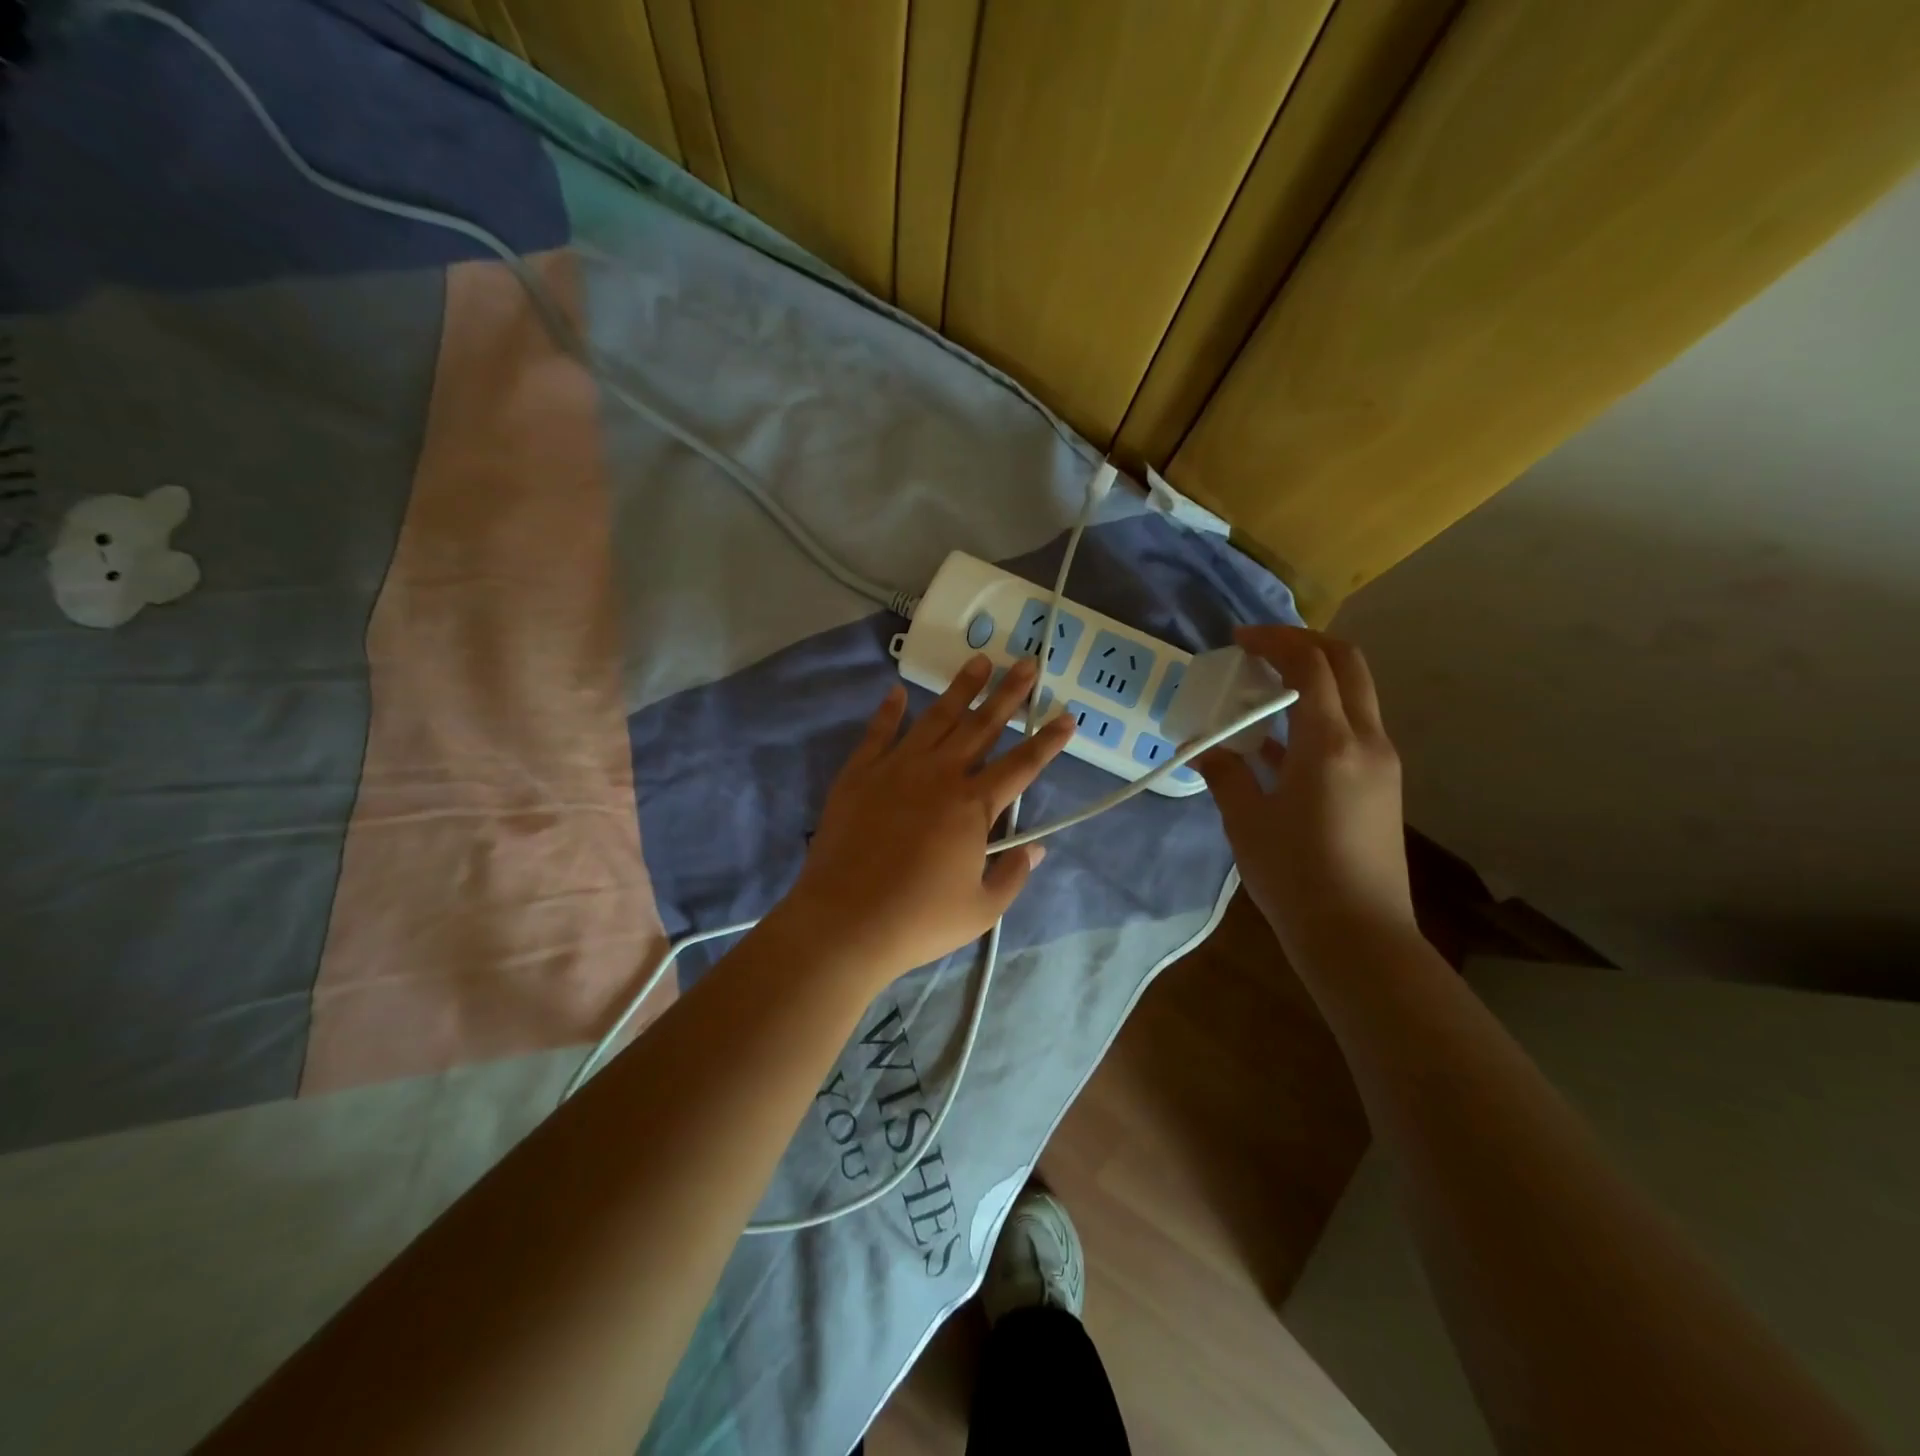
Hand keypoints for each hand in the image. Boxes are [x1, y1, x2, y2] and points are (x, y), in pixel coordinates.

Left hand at [777, 654, 1075, 986]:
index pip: (1021, 764)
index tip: (1066, 715)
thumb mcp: (981, 909)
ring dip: (960, 689)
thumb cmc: (919, 920)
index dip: (1047, 740)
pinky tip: (897, 691)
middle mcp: (939, 775)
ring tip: (979, 661)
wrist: (845, 921)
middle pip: (981, 726)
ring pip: (935, 718)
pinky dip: (889, 711)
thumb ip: (1013, 875)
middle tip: (1027, 663)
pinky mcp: (860, 775)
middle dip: (1008, 694)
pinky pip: (878, 734)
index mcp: (973, 806)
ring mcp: (896, 769)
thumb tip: (1037, 849)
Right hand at [1197, 626, 1415, 963]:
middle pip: (1347, 664)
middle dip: (1304, 644)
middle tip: (1260, 649)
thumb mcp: (1245, 820)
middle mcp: (1366, 741)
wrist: (1357, 936)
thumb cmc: (1294, 876)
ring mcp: (1380, 763)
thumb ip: (1224, 773)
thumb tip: (1203, 748)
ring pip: (1353, 695)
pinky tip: (1276, 740)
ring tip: (1262, 690)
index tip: (1238, 639)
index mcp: (1330, 743)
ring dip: (1312, 679)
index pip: (1310, 664)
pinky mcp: (1380, 785)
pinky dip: (1318, 716)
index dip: (1274, 640)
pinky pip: (1350, 730)